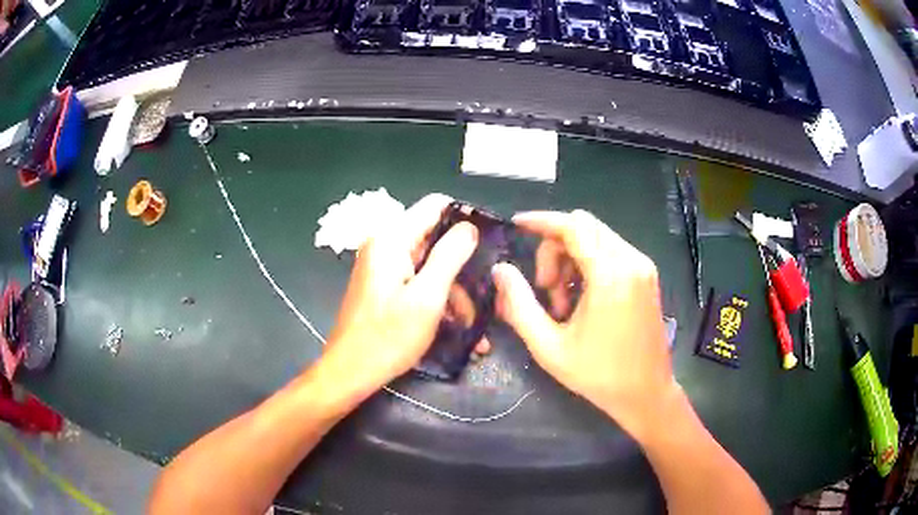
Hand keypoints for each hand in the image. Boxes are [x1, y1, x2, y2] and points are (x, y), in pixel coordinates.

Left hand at [320, 194, 485, 402]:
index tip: (489, 243)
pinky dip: (437, 298)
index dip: (464, 219)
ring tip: (471, 322)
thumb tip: (470, 226)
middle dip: (461, 264)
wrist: (350, 371)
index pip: (435, 205)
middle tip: (485, 292)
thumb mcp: (427, 297)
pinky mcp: (385, 285)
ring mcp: (383, 266)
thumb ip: (450, 255)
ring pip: (430, 263)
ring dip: (452, 289)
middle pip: (434, 236)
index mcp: (391, 239)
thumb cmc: (388, 337)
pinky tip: (454, 324)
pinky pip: (418, 280)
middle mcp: (385, 245)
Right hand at [492, 210, 676, 437]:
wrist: (646, 393)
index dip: (541, 221)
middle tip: (545, 290)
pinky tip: (582, 298)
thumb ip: (519, 305)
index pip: (572, 226)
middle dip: (554, 248)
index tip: (516, 225)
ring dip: (571, 258)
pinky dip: (588, 264)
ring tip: (563, 303)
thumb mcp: (549, 346)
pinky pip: (610, 251)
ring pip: (596, 237)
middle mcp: (631, 260)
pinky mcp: (646, 275)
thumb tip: (500, 270)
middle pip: (583, 227)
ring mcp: (643, 266)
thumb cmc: (598, 375)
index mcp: (610, 275)